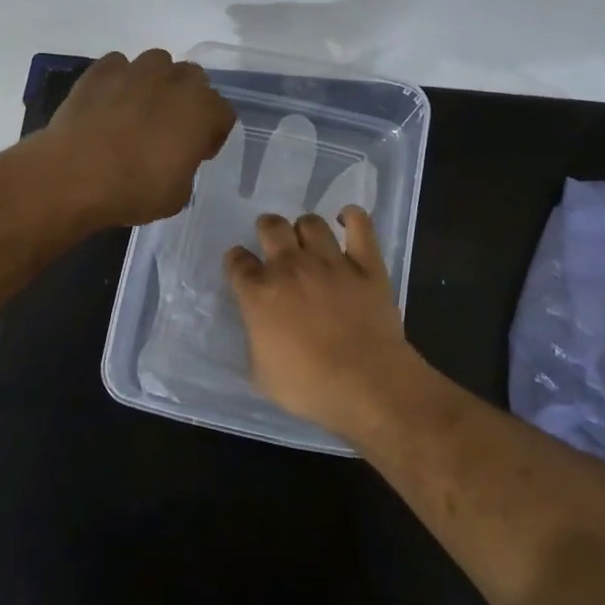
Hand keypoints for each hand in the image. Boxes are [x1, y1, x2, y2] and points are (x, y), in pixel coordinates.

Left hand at [43, 49, 235, 225]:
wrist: (73, 176)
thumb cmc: (134, 190)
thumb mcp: (178, 194)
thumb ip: (187, 165)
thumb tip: (176, 158)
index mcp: (202, 109)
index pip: (223, 112)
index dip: (212, 134)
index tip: (197, 153)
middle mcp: (174, 80)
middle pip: (194, 78)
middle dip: (187, 99)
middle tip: (170, 129)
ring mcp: (135, 70)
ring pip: (158, 63)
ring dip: (156, 82)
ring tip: (139, 110)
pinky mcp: (100, 70)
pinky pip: (119, 65)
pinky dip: (119, 79)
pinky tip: (109, 103)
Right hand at [224, 207, 422, 439]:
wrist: (366, 383)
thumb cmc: (308, 387)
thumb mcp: (261, 374)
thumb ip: (254, 341)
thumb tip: (257, 328)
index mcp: (259, 293)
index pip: (237, 261)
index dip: (237, 261)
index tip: (242, 268)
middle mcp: (290, 267)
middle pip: (271, 226)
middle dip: (268, 229)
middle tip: (274, 243)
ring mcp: (330, 261)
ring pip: (311, 222)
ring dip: (306, 228)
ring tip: (309, 241)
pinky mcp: (366, 263)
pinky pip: (360, 225)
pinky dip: (353, 217)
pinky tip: (348, 220)